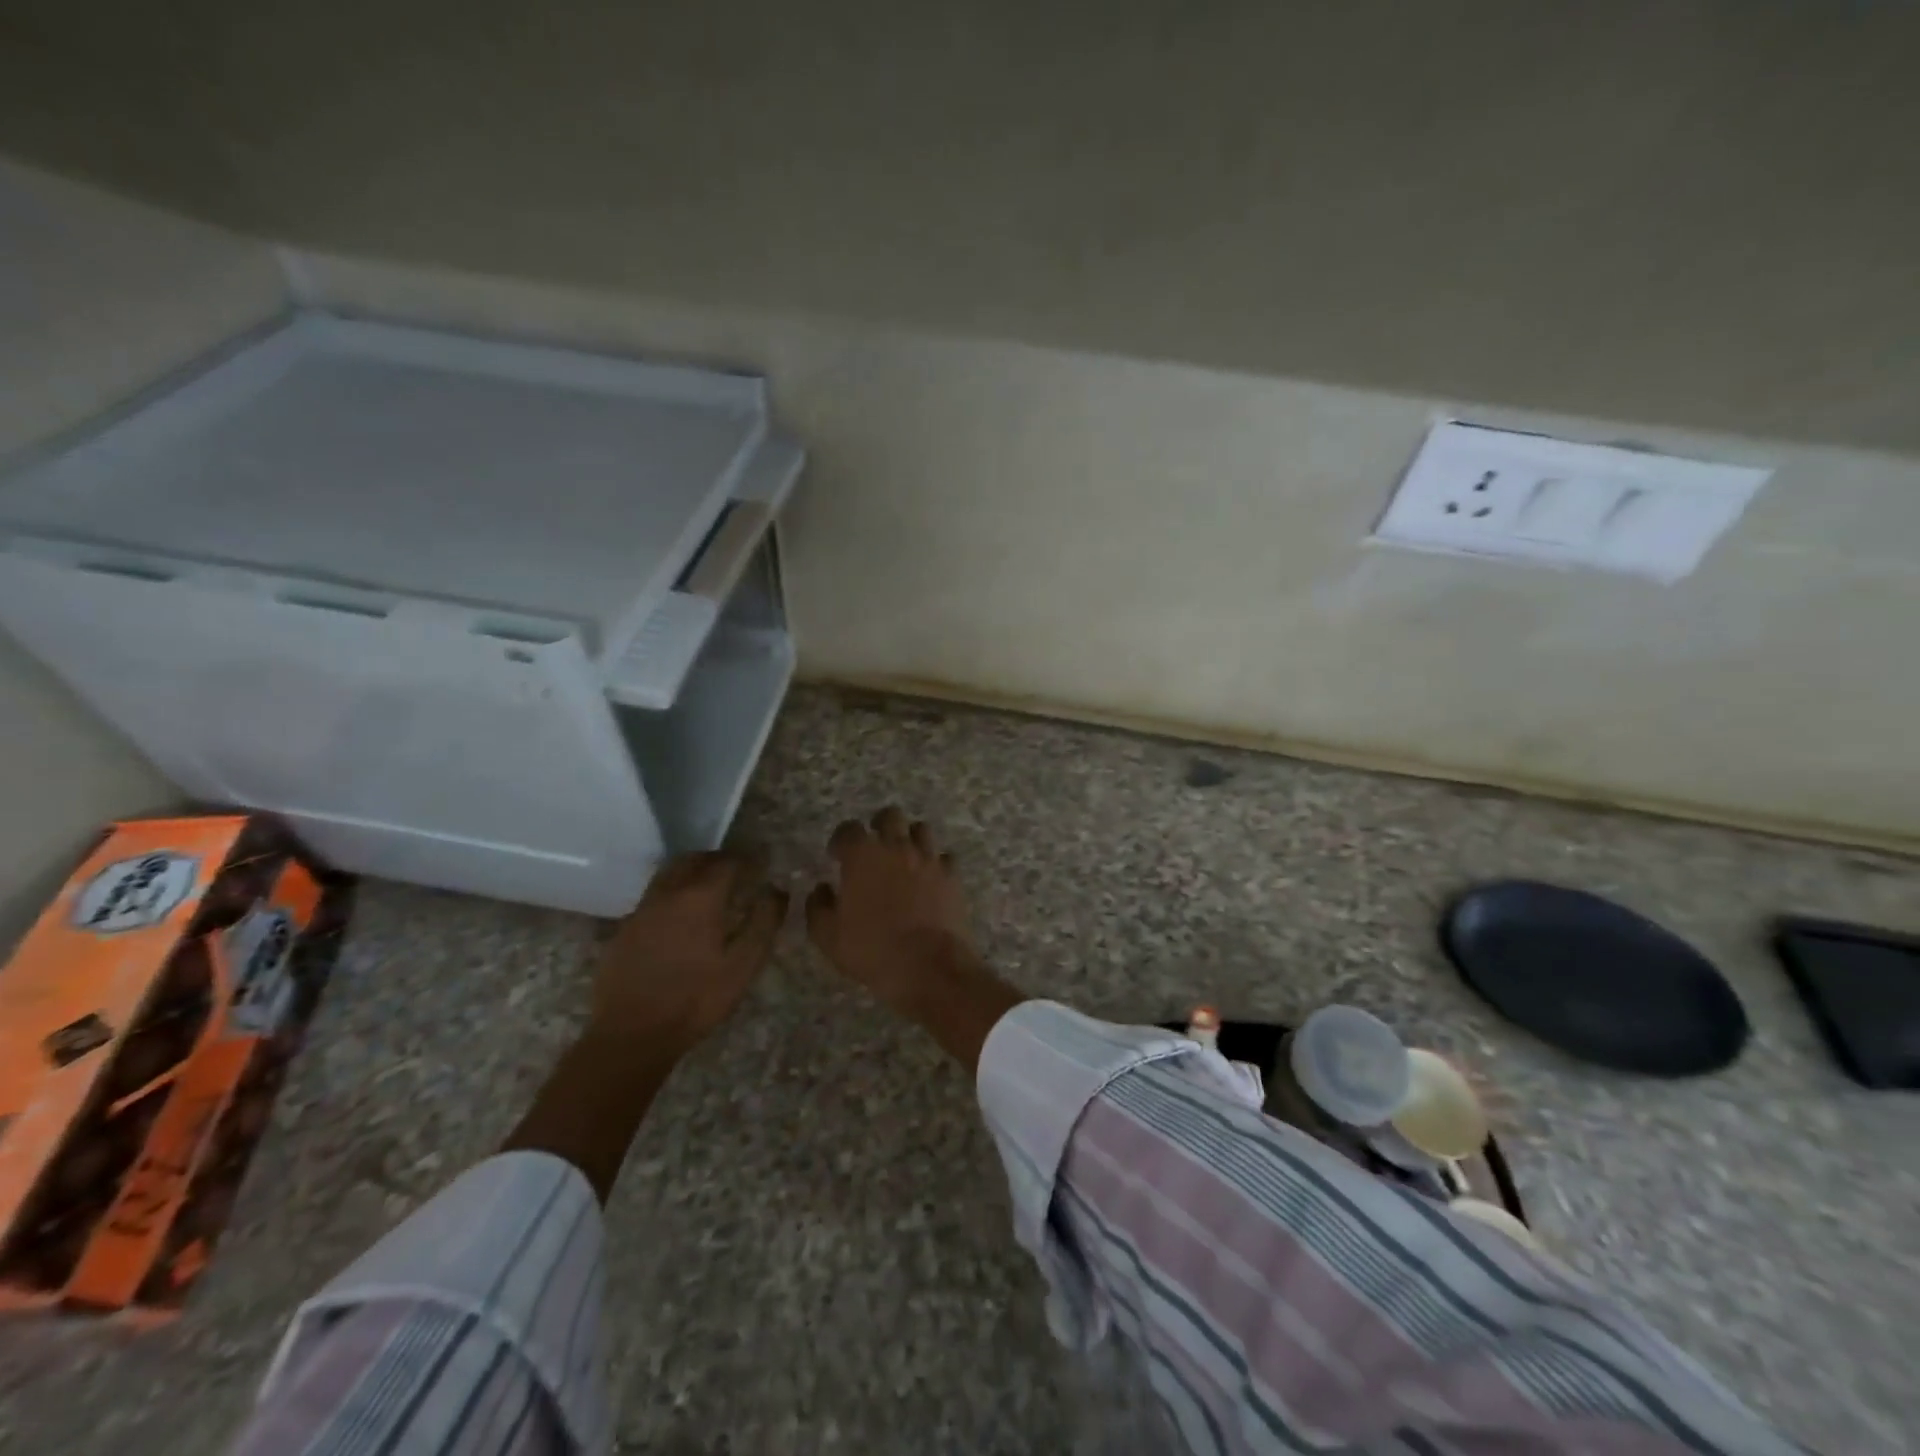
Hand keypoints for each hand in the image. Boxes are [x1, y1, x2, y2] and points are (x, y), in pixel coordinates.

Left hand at [590, 851, 786, 1052]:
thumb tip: (777, 890)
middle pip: (694, 859)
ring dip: (691, 871)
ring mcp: (642, 910)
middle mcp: (669, 893)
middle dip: (717, 859)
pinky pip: (653, 897)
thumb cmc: (696, 999)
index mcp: (701, 897)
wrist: (631, 1035)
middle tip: (736, 869)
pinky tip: (679, 916)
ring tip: (708, 887)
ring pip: (668, 874)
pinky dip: (672, 893)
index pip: (728, 862)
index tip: (763, 861)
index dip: (748, 858)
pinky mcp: (624, 929)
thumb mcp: (743, 965)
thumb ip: (764, 922)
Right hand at [806, 808, 973, 1009]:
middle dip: (879, 825)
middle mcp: (897, 847)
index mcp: (863, 856)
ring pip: (921, 829)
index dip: (841, 839)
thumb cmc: (872, 950)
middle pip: (890, 816)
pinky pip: (944, 858)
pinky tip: (929, 879)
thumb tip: (821, 889)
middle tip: (874, 846)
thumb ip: (818, 906)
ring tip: (903, 858)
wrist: (928, 966)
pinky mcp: (951, 876)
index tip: (838, 855)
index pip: (848, 829)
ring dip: (910, 838)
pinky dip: (935, 863)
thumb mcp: (827, 936)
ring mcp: (928, 859)